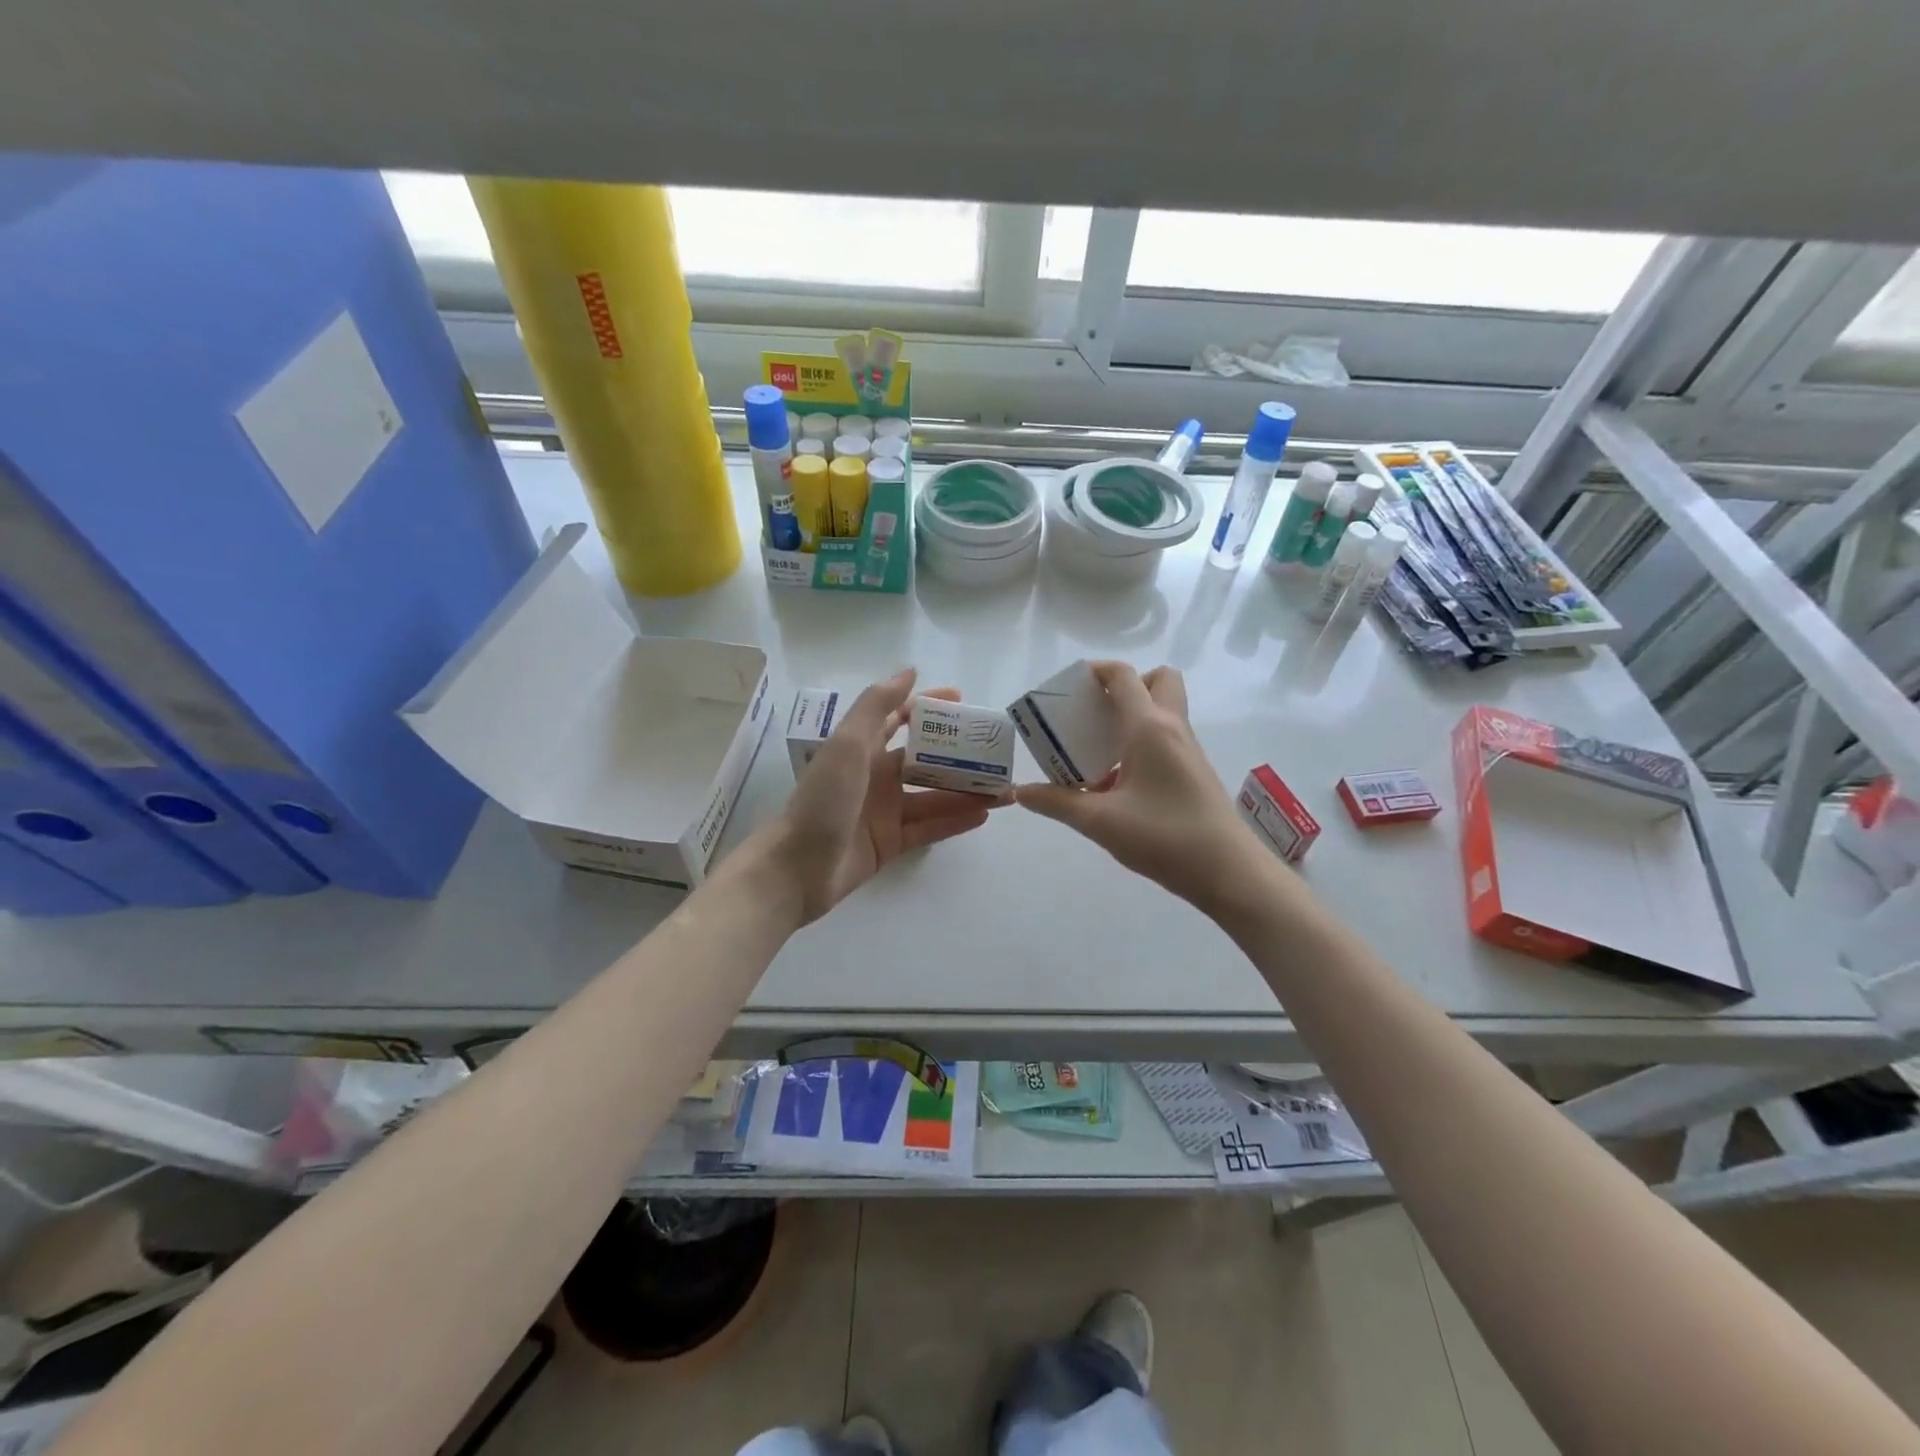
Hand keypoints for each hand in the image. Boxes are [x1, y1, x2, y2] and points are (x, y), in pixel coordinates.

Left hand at [765, 669, 1000, 923]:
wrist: (798, 867)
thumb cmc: (824, 799)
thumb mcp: (848, 744)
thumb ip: (877, 706)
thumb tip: (910, 672)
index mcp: (863, 749)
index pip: (900, 720)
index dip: (929, 708)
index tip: (963, 701)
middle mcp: (876, 777)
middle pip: (926, 761)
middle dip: (960, 756)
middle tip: (997, 753)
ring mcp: (885, 812)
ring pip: (934, 797)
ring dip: (967, 791)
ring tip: (1004, 789)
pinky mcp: (891, 844)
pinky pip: (930, 828)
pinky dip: (955, 820)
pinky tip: (984, 814)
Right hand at [1015, 661, 1259, 906]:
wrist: (1228, 872)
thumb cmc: (1164, 837)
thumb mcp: (1100, 821)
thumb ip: (1057, 803)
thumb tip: (1020, 792)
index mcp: (1149, 728)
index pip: (1124, 676)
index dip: (1096, 671)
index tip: (1068, 686)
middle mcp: (1173, 728)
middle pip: (1157, 680)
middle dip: (1126, 685)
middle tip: (1096, 712)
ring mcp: (1188, 750)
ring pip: (1164, 710)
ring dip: (1133, 715)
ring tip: (1098, 748)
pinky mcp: (1194, 772)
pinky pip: (1166, 738)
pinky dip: (1142, 742)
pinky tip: (1118, 781)